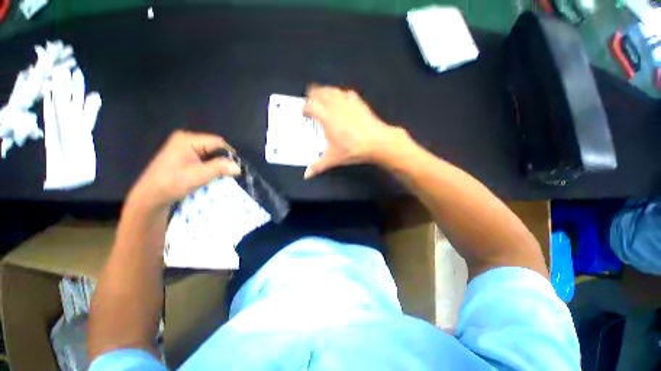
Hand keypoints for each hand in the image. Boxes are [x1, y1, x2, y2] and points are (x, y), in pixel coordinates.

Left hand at [128, 130, 240, 209]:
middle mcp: (187, 140)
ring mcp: (185, 148)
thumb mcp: (198, 176)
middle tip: (228, 174)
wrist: (151, 197)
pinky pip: (205, 158)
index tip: (234, 168)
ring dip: (217, 165)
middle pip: (215, 147)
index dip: (228, 154)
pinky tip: (211, 175)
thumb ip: (219, 168)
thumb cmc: (171, 184)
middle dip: (223, 160)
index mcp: (188, 140)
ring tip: (220, 176)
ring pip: (211, 154)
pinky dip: (211, 167)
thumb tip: (239, 167)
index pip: (218, 142)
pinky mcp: (185, 156)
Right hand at [303, 84, 401, 178]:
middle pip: (320, 92)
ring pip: (332, 90)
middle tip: (311, 103)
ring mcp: (348, 101)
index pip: (310, 105)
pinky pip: (346, 93)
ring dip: (325, 92)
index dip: (305, 108)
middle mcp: (335, 106)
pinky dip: (340, 95)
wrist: (377, 142)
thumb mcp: (334, 159)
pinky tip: (341, 101)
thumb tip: (306, 175)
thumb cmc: (353, 149)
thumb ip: (318, 165)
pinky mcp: (358, 101)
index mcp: (326, 117)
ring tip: (323, 99)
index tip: (305, 114)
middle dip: (313, 95)